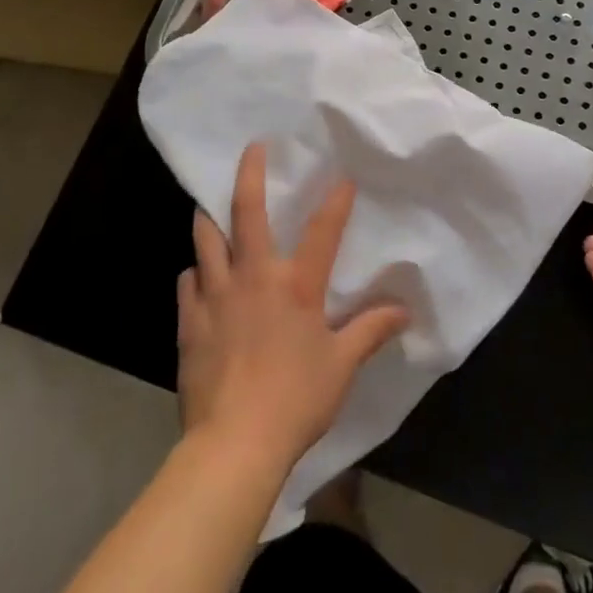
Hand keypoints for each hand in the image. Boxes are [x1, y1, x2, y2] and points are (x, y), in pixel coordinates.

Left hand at [177, 143, 408, 474]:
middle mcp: (253, 276)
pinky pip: (188, 282)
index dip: (336, 201)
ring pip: (206, 239)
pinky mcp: (189, 321)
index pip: (322, 230)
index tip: (342, 177)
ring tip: (209, 204)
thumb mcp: (342, 366)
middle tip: (252, 148)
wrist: (234, 444)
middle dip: (250, 173)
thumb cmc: (295, 399)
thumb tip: (404, 310)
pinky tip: (198, 276)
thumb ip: (371, 331)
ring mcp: (215, 295)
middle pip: (246, 212)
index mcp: (296, 284)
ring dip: (209, 217)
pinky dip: (195, 273)